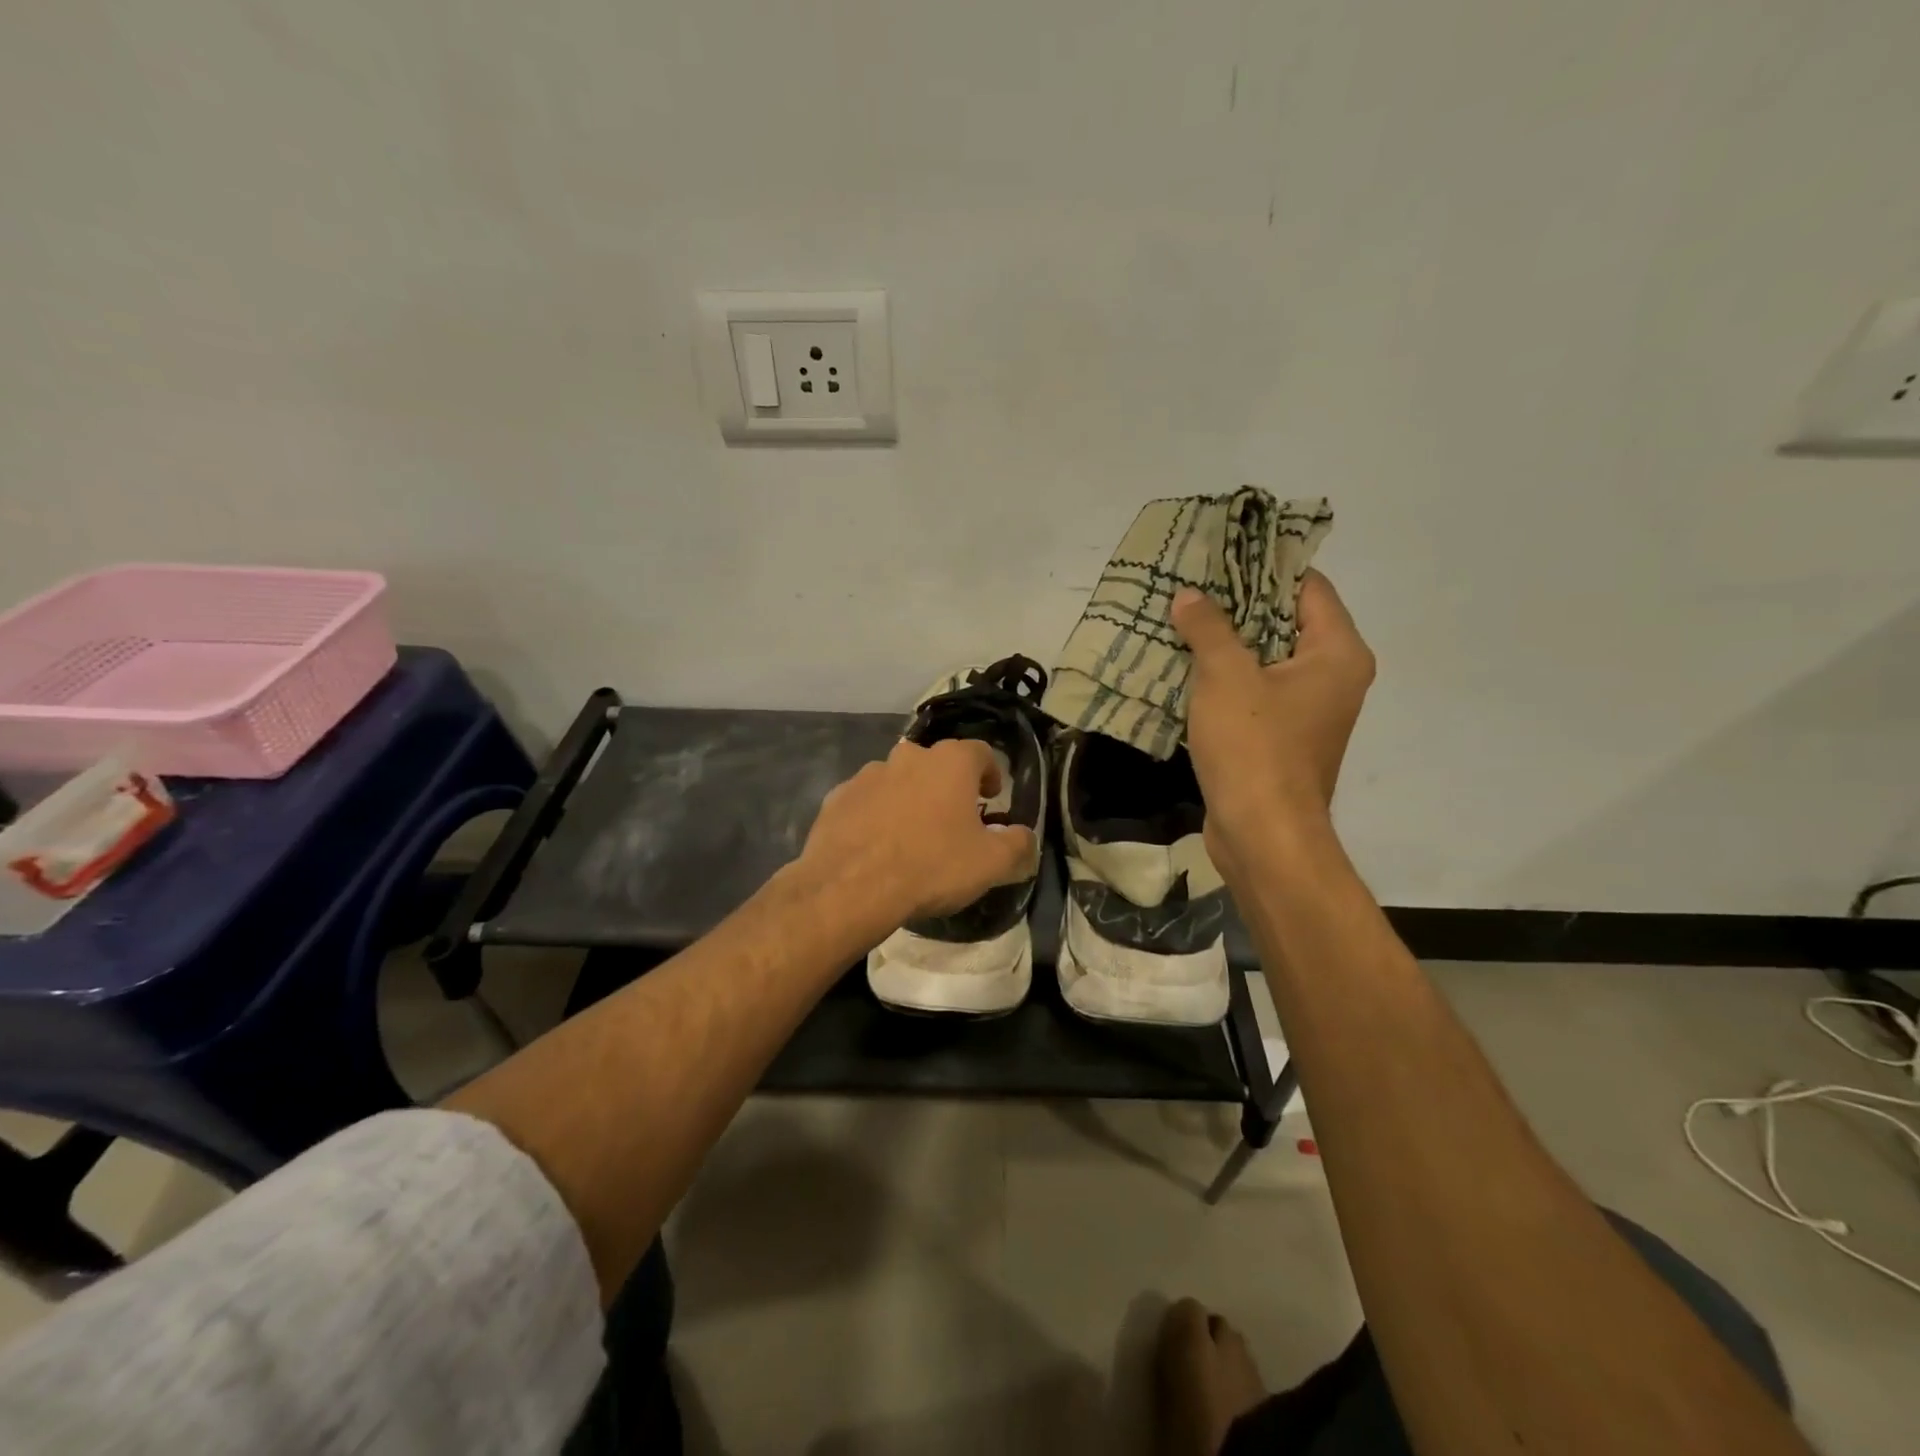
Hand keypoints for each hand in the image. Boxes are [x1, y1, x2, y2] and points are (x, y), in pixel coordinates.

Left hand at [799, 739, 1037, 928]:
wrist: (852, 886)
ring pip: (898, 780)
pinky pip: (866, 800)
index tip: (991, 797)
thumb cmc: (932, 866)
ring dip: (909, 798)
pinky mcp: (837, 797)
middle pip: (936, 764)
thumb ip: (1017, 844)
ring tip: (911, 835)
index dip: (990, 773)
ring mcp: (868, 774)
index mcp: (950, 762)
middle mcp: (908, 756)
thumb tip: (1025, 836)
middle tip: (953, 819)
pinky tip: (876, 845)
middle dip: (947, 786)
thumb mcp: (990, 864)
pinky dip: (875, 814)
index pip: (981, 752)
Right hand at [1172, 571, 1373, 871]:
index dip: (1265, 566)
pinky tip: (1183, 668)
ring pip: (1265, 660)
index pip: (1307, 586)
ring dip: (1226, 643)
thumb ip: (1208, 628)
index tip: (1221, 553)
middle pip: (1285, 621)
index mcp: (1337, 653)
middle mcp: (1333, 677)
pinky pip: (1254, 693)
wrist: (1263, 835)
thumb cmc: (1255, 747)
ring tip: (1180, 620)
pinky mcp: (1282, 739)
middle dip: (1237, 604)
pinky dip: (1225, 679)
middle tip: (1191, 585)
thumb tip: (1190, 596)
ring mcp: (1309, 712)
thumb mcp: (1225, 676)